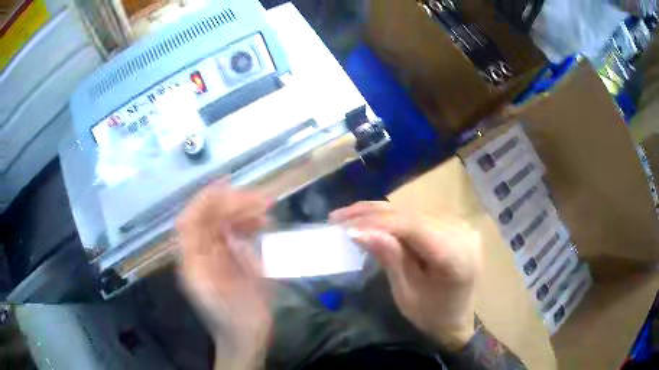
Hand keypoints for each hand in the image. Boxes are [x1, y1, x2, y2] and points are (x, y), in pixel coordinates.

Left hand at [176, 183, 271, 367]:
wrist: (244, 337)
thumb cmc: (231, 318)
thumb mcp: (226, 290)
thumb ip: (222, 261)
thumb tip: (231, 233)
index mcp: (192, 260)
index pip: (190, 221)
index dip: (204, 200)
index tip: (226, 185)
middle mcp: (201, 253)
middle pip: (209, 219)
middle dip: (232, 204)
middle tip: (260, 199)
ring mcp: (216, 255)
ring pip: (223, 224)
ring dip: (243, 212)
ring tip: (267, 207)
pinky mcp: (231, 260)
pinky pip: (237, 234)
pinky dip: (249, 225)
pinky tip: (264, 223)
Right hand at [330, 202, 481, 349]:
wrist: (456, 317)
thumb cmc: (432, 314)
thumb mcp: (407, 293)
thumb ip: (390, 258)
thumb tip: (360, 231)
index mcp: (457, 256)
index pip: (414, 227)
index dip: (378, 223)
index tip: (344, 227)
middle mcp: (462, 232)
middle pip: (413, 215)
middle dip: (373, 214)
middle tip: (338, 217)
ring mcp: (460, 224)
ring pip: (414, 210)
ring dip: (379, 212)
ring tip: (348, 215)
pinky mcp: (453, 224)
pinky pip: (419, 215)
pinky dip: (393, 216)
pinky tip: (372, 217)